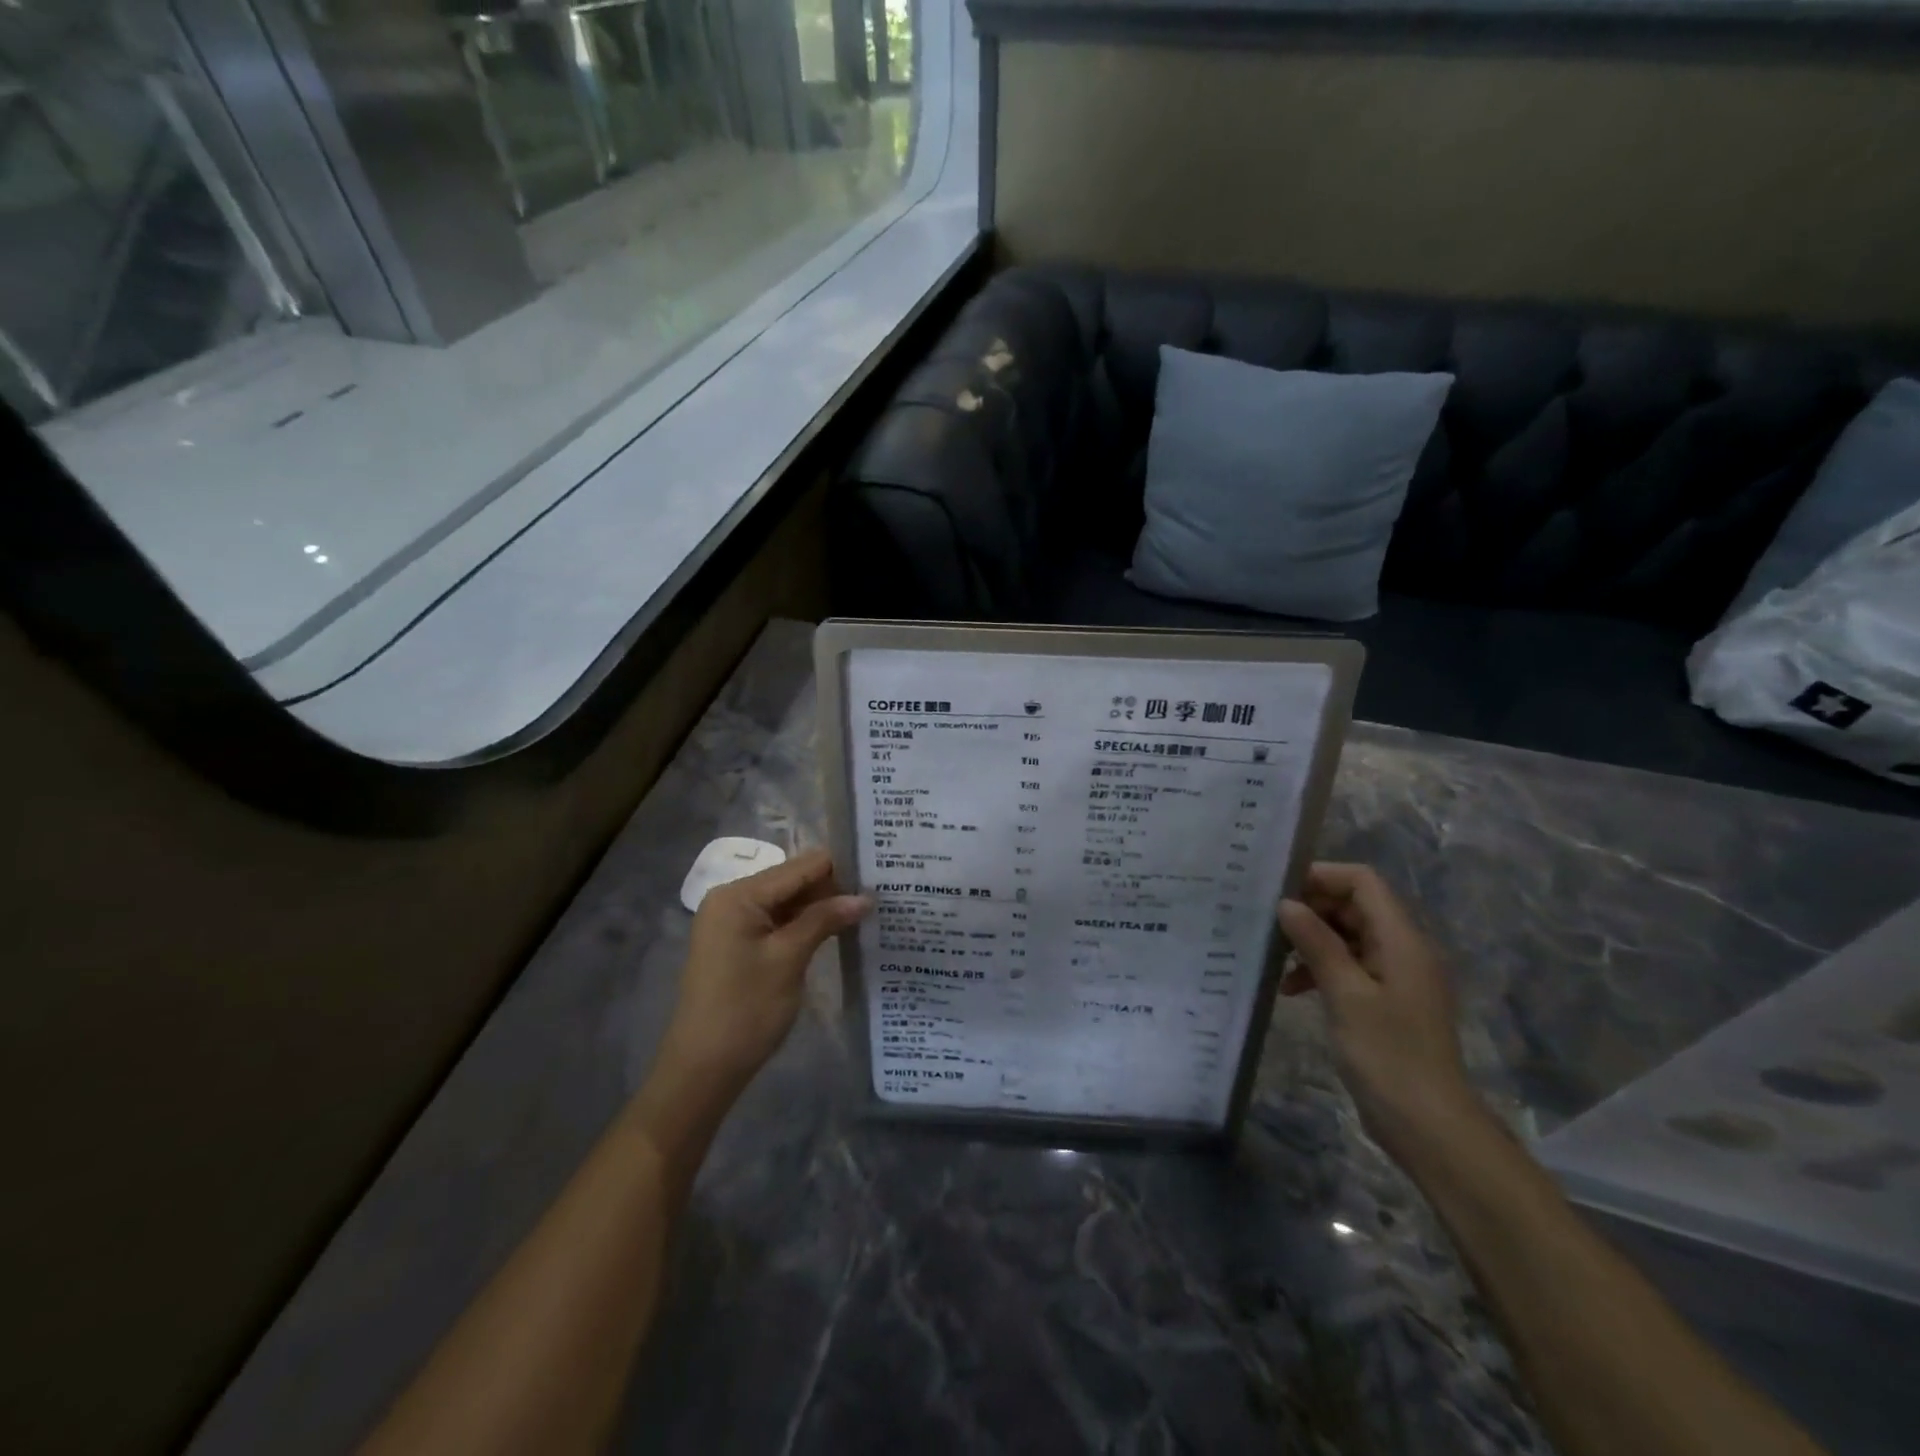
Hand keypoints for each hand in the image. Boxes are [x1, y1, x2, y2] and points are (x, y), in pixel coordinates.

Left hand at [657, 849, 869, 1091]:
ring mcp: (734, 922)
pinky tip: (837, 927)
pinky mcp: (739, 943)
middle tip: (879, 891)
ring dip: (823, 906)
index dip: (840, 866)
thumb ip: (824, 919)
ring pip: (788, 901)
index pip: (799, 867)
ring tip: (867, 907)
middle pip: (793, 880)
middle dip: (833, 886)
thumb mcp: (789, 959)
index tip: (879, 869)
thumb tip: (865, 897)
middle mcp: (732, 898)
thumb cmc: (746, 1011)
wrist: (703, 1070)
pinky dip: (806, 923)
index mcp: (738, 895)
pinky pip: (778, 920)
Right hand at [1277, 863, 1486, 1167]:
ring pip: (1348, 937)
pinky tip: (1290, 989)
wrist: (1429, 1126)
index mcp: (1402, 940)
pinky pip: (1349, 967)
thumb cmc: (1388, 1054)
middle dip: (1311, 909)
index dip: (1322, 876)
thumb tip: (1287, 903)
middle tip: (1268, 922)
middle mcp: (1402, 950)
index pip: (1363, 882)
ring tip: (1274, 957)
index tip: (1279, 889)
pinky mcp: (1385, 1002)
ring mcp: (1395, 977)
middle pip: (1354, 906)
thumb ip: (1317, 944)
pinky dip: (1320, 969)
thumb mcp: (1346, 994)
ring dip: (1311, 941)